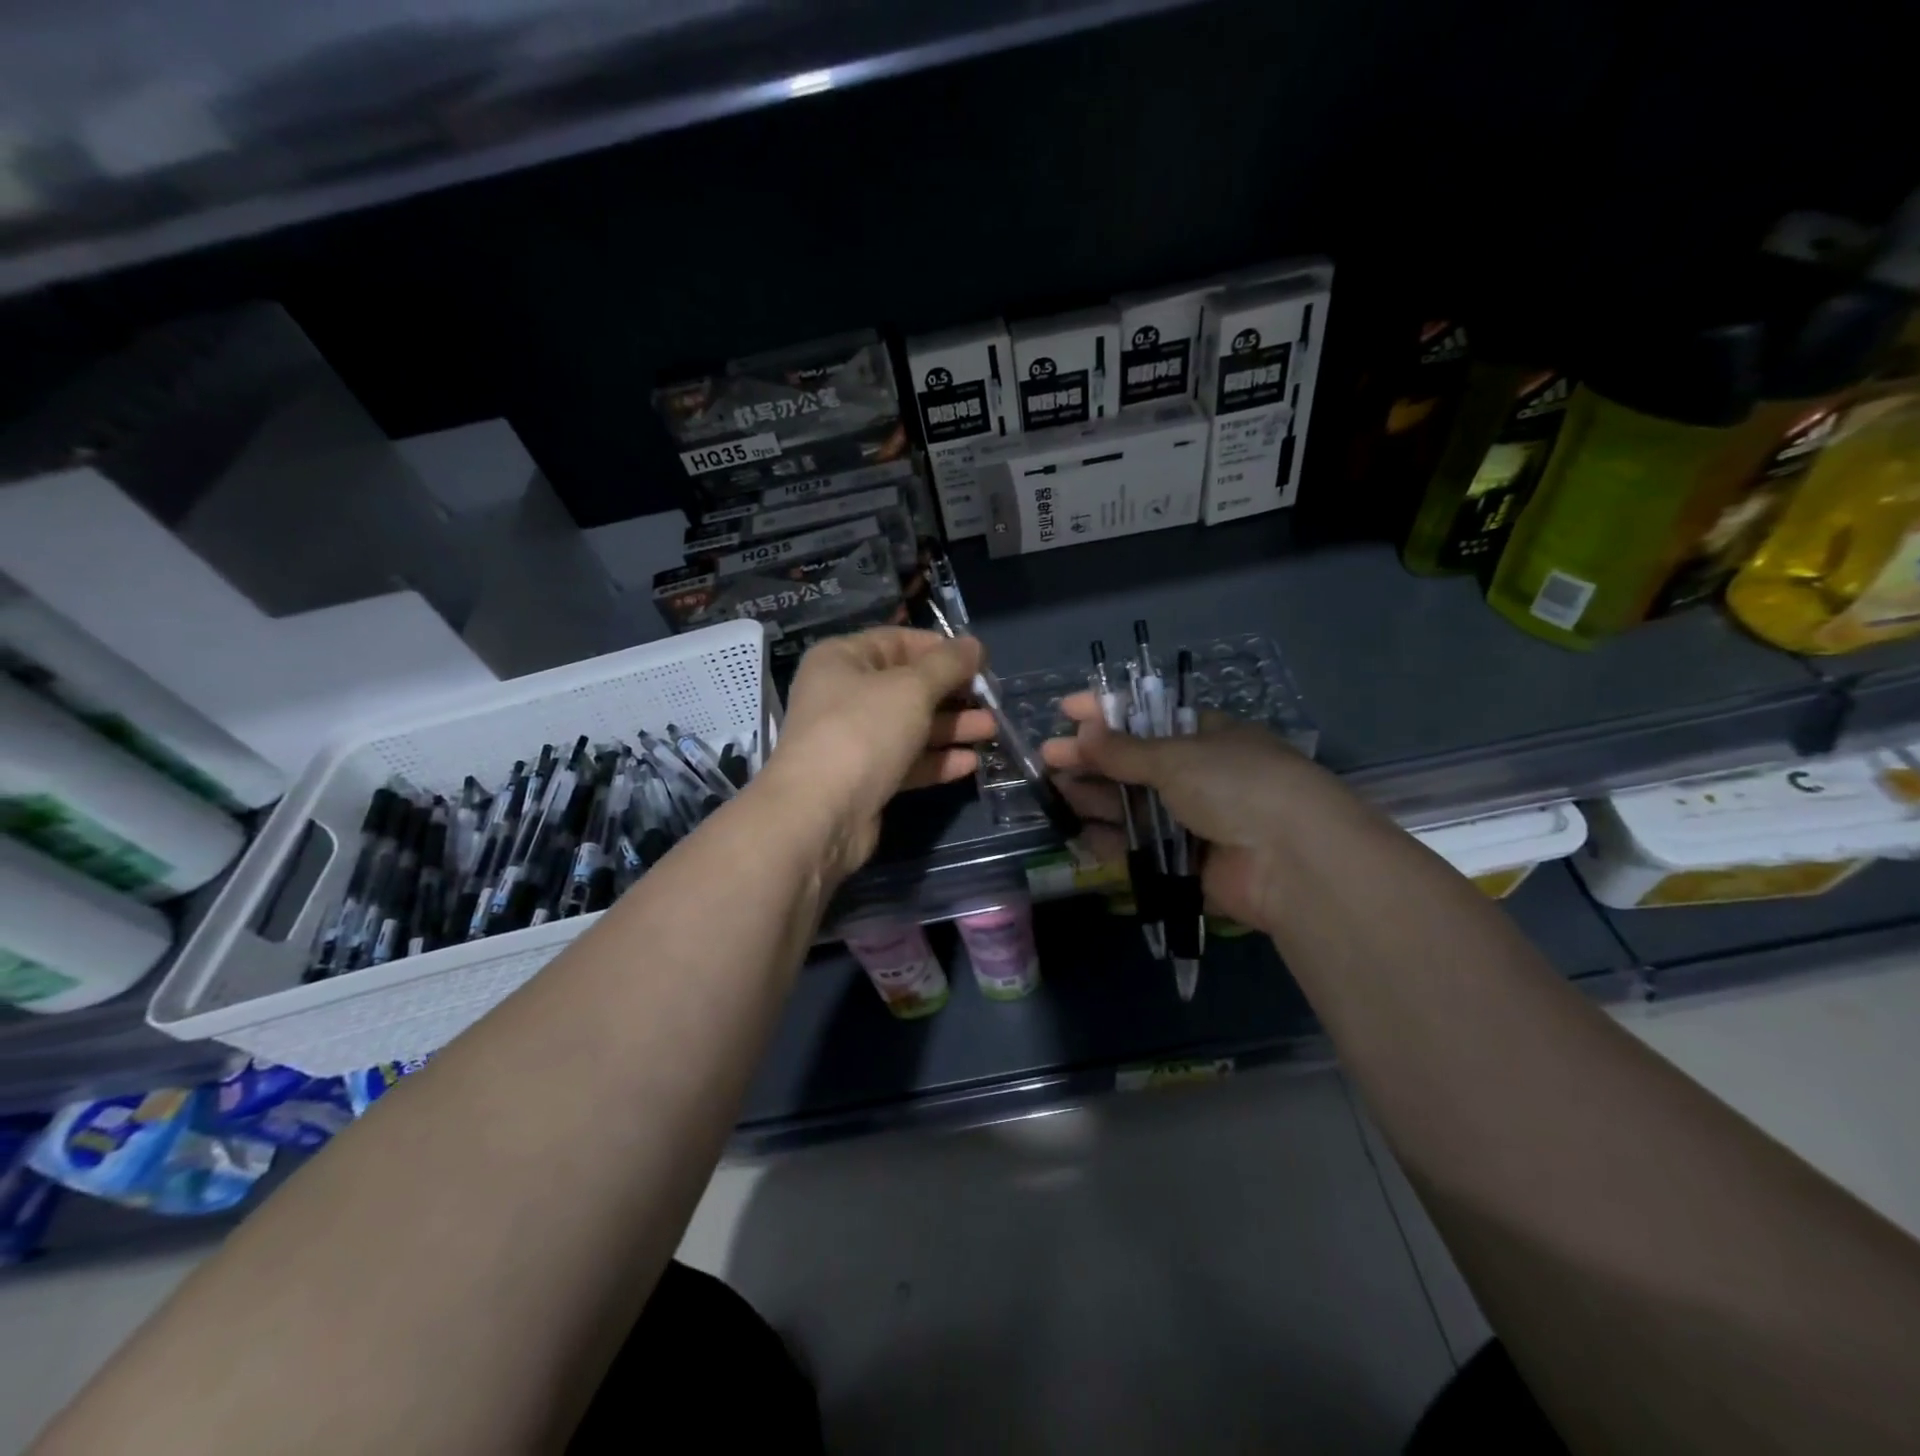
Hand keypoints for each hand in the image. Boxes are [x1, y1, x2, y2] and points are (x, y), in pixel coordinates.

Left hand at [763, 627, 997, 880]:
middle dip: (952, 693)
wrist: (820, 814)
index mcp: (842, 659)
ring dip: (952, 727)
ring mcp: (853, 740)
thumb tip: (975, 645)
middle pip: (907, 686)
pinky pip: (906, 761)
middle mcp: (843, 695)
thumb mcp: (912, 688)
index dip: (940, 648)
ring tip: (992, 730)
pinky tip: (970, 763)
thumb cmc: (863, 731)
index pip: (898, 641)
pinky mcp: (865, 779)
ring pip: (910, 726)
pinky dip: (936, 760)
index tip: (980, 661)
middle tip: (993, 700)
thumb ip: (948, 665)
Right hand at [1040, 692, 1346, 932]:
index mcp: (1208, 737)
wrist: (1291, 860)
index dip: (1107, 711)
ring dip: (1095, 797)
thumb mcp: (1177, 756)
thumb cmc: (1236, 784)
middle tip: (1047, 758)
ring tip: (1053, 791)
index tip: (1065, 710)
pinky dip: (1111, 840)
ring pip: (1134, 806)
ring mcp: (1195, 821)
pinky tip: (1079, 831)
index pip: (1148, 717)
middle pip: (1135, 764)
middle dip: (1092, 759)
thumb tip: (1081, 733)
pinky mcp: (1188, 864)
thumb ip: (1125, 750)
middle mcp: (1201, 776)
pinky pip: (1141, 848)